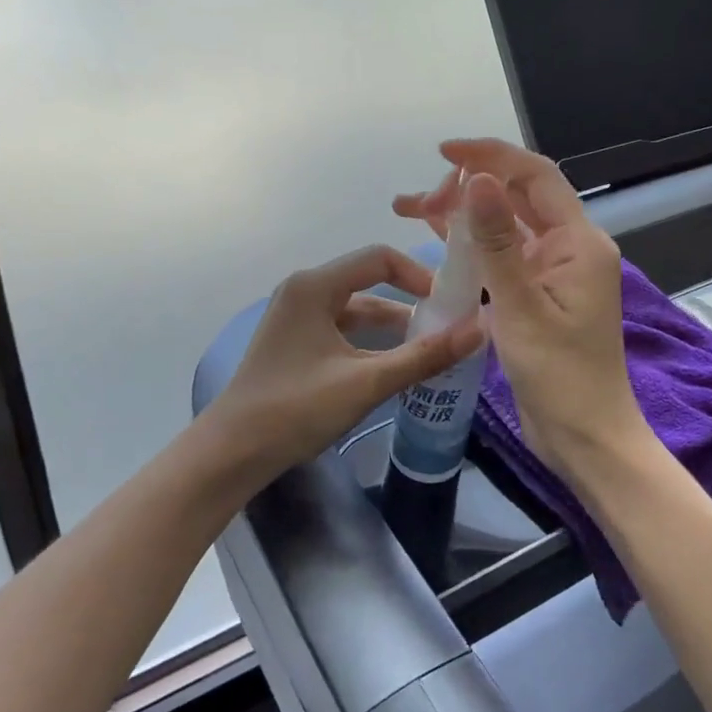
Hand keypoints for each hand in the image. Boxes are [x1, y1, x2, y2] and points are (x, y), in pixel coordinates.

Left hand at [209, 244, 485, 481]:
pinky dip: (369, 342)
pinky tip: (392, 367)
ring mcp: (295, 316)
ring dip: (391, 328)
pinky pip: (341, 329)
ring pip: (355, 310)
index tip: (450, 303)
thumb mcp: (366, 382)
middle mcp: (303, 290)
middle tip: (448, 329)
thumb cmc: (296, 409)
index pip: (379, 258)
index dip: (419, 275)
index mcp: (315, 285)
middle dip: (409, 304)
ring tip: (429, 352)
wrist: (231, 452)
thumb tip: (479, 329)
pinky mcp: (293, 341)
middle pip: (368, 282)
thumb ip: (424, 356)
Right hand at [395, 141, 649, 475]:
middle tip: (418, 201)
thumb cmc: (560, 376)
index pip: (535, 177)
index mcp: (578, 242)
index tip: (444, 153)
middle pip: (516, 198)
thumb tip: (479, 178)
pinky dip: (471, 248)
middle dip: (467, 188)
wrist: (584, 439)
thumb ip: (497, 241)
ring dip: (463, 216)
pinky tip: (437, 245)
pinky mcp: (535, 297)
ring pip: (504, 227)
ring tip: (412, 211)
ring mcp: (551, 273)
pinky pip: (501, 258)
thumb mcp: (521, 307)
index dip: (491, 156)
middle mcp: (568, 248)